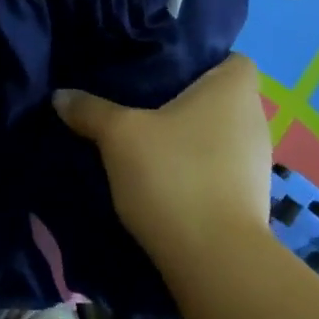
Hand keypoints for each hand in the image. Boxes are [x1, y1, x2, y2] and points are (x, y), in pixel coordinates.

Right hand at [53, 54, 271, 268]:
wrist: (214, 260)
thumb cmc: (173, 176)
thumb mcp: (119, 136)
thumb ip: (90, 110)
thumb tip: (61, 95)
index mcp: (234, 90)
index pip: (232, 58)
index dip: (202, 61)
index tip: (165, 73)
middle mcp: (255, 120)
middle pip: (221, 99)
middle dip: (186, 101)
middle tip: (141, 106)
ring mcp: (257, 163)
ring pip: (218, 136)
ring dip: (190, 139)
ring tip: (147, 144)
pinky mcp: (250, 199)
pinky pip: (219, 169)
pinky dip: (196, 170)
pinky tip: (163, 181)